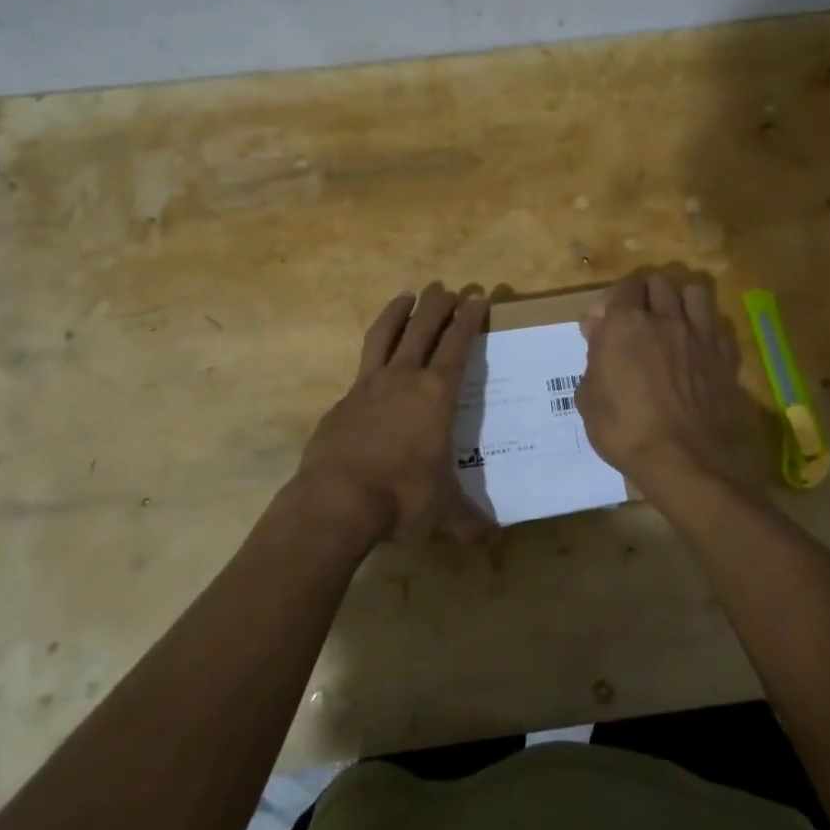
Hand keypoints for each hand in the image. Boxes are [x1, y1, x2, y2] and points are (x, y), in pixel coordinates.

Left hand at [294, 284, 493, 547]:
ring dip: (398, 312)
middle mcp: (403, 379)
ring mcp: (368, 386)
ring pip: (385, 335)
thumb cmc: (402, 498)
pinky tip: (374, 365)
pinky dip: (373, 356)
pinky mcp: (342, 401)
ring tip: (406, 295)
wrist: (337, 501)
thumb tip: (492, 541)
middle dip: (438, 304)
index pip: (457, 344)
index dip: (469, 318)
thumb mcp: (442, 512)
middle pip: (423, 328)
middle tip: (446, 287)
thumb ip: (468, 522)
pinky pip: (361, 368)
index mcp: (436, 395)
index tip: (477, 296)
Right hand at [576, 270, 764, 501]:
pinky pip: (718, 325)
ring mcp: (700, 336)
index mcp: (626, 324)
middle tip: (636, 318)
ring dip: (680, 299)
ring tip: (672, 320)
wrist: (686, 462)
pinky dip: (706, 328)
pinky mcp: (726, 356)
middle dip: (644, 293)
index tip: (602, 326)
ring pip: (694, 291)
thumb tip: (600, 339)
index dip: (611, 301)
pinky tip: (698, 346)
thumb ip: (594, 360)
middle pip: (659, 281)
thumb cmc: (626, 431)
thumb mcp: (588, 399)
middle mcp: (665, 319)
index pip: (623, 287)